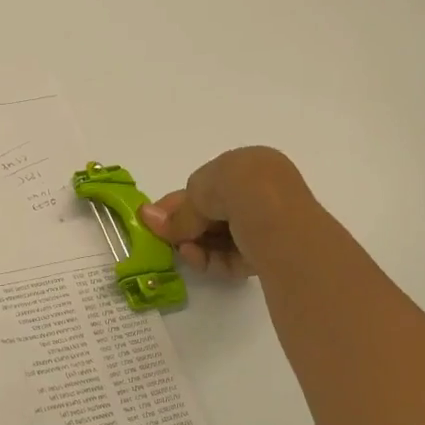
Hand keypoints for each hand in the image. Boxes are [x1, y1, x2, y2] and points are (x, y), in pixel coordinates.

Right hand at [139, 147, 312, 278]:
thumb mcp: (198, 192)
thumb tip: (146, 217)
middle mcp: (264, 191)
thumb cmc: (238, 188)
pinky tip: (196, 259)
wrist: (277, 218)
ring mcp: (270, 224)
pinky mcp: (272, 254)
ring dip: (196, 245)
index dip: (179, 202)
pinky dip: (212, 259)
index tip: (155, 218)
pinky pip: (235, 257)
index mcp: (250, 165)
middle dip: (186, 227)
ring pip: (223, 238)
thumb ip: (178, 213)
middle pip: (214, 213)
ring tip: (183, 251)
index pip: (208, 184)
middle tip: (163, 239)